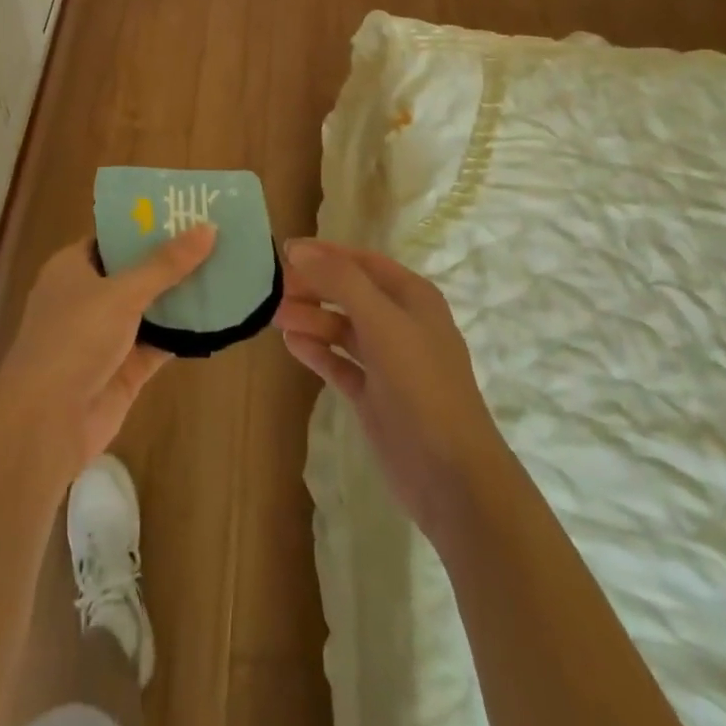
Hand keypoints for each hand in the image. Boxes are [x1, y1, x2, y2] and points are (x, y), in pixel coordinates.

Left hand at [0, 225, 216, 482]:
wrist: (47, 421)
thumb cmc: (74, 338)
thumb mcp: (122, 293)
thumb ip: (165, 264)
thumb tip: (208, 227)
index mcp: (72, 267)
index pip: (111, 237)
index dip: (145, 224)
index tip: (185, 211)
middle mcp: (87, 297)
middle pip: (134, 271)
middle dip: (170, 258)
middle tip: (216, 236)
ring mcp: (106, 335)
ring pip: (150, 307)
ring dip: (181, 295)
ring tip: (226, 269)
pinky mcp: (124, 368)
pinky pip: (159, 342)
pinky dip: (183, 332)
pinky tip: (218, 316)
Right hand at [275, 238, 505, 552]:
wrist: (452, 477)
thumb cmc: (421, 385)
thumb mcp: (382, 322)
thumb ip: (340, 280)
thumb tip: (298, 249)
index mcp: (413, 298)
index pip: (362, 261)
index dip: (325, 254)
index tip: (284, 251)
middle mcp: (401, 323)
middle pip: (349, 293)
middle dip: (314, 287)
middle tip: (273, 288)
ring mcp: (388, 362)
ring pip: (342, 328)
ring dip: (310, 317)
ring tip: (274, 315)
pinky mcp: (374, 396)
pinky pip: (339, 362)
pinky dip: (316, 351)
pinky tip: (291, 343)